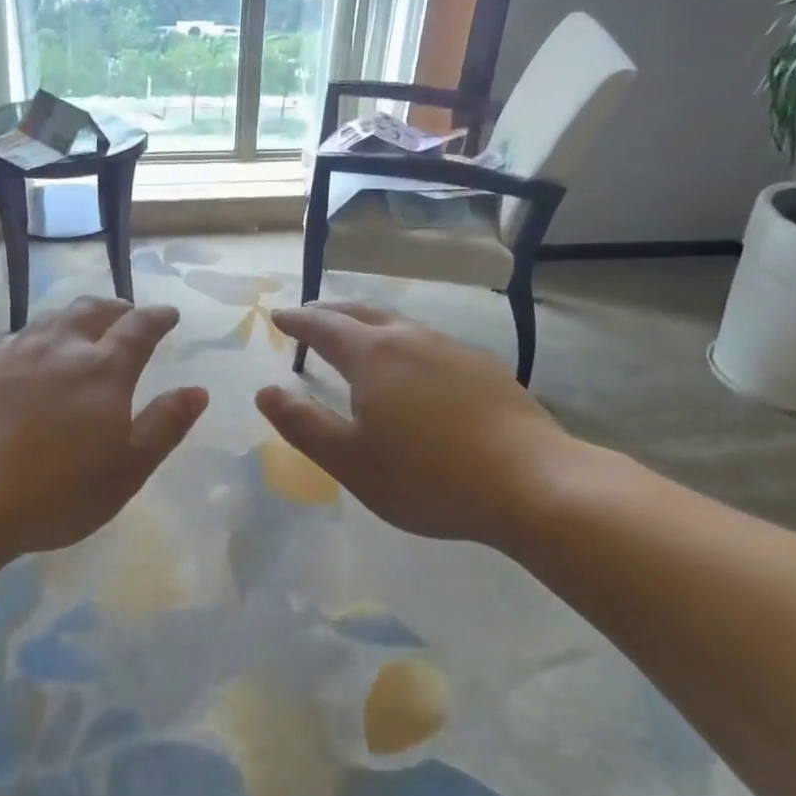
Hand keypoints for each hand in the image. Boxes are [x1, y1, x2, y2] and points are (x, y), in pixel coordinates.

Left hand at [0, 297, 208, 557]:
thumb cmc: (58, 491)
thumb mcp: (128, 469)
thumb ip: (165, 425)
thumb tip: (197, 390)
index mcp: (104, 369)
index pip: (139, 327)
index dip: (158, 317)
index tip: (169, 314)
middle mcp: (61, 348)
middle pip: (92, 310)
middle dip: (117, 308)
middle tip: (128, 315)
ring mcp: (16, 355)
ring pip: (53, 318)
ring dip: (77, 315)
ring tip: (85, 326)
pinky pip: (18, 337)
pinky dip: (40, 335)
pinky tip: (34, 351)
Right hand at [257, 302, 587, 544]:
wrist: (530, 483)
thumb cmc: (427, 476)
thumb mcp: (350, 460)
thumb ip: (303, 423)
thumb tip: (265, 391)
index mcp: (373, 356)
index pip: (324, 326)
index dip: (298, 321)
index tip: (278, 316)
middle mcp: (411, 339)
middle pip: (362, 313)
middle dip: (330, 312)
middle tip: (310, 316)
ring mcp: (452, 349)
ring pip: (399, 324)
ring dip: (368, 324)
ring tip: (356, 337)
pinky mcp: (483, 368)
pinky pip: (428, 342)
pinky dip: (402, 343)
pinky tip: (412, 367)